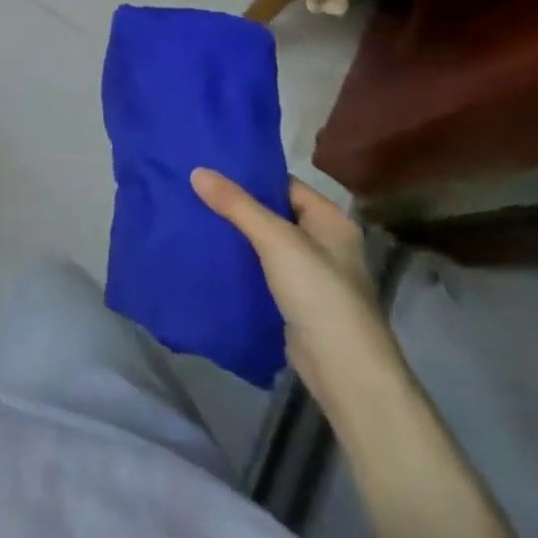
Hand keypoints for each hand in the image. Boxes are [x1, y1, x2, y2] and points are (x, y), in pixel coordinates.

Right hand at [190, 169, 401, 409]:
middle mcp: (322, 243)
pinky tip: (208, 253)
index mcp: (330, 220)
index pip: (283, 184)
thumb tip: (197, 171)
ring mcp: (309, 275)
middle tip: (193, 187)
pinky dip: (238, 262)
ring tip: (192, 213)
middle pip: (272, 212)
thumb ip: (236, 205)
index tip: (210, 165)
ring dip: (234, 233)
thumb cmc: (319, 294)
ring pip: (263, 243)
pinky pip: (260, 270)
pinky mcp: (294, 301)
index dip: (249, 174)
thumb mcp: (276, 240)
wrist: (345, 373)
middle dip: (236, 204)